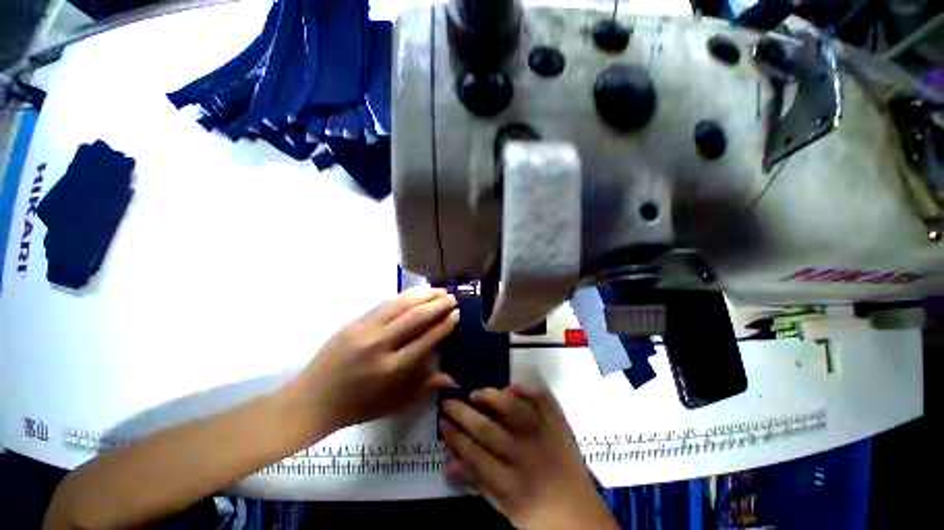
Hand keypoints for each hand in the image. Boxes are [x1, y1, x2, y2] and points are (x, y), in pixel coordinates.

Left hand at [280, 287, 459, 441]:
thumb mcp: (394, 403)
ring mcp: (364, 330)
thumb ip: (425, 387)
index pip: (425, 340)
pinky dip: (403, 297)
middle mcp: (379, 345)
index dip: (444, 325)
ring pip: (399, 304)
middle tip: (452, 297)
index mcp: (391, 369)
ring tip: (438, 290)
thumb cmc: (357, 407)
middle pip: (414, 317)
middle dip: (437, 305)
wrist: (312, 400)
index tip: (456, 314)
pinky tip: (415, 294)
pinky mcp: (354, 322)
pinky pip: (384, 304)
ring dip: (422, 295)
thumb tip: (453, 378)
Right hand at [439, 385, 617, 529]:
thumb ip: (477, 484)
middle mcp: (526, 457)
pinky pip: (545, 403)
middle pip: (488, 430)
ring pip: (513, 411)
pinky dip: (529, 391)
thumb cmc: (538, 515)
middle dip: (463, 414)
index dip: (455, 435)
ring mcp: (545, 438)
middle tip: (448, 401)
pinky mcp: (560, 428)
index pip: (474, 453)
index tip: (441, 421)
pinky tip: (513, 386)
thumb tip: (447, 465)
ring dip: (491, 398)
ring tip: (474, 392)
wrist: (581, 516)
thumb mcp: (504, 509)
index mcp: (511, 483)